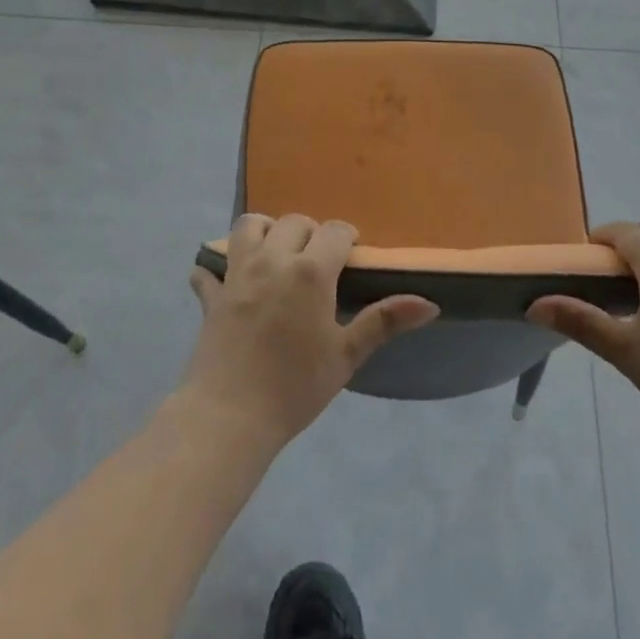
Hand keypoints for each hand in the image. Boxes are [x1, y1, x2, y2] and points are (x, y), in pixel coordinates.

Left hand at [183, 213, 438, 446]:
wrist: (230, 416)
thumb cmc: (296, 386)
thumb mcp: (347, 355)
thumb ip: (384, 321)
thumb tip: (430, 303)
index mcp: (310, 270)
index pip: (335, 231)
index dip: (347, 238)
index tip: (351, 258)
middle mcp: (273, 259)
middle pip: (294, 222)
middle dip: (311, 233)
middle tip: (319, 262)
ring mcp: (237, 274)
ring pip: (249, 227)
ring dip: (266, 232)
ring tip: (277, 256)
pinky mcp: (211, 294)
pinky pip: (209, 267)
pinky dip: (218, 269)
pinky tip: (229, 284)